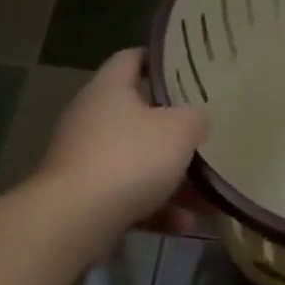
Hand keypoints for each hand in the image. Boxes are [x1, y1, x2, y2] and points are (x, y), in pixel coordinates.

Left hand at [37, 50, 207, 232]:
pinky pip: (128, 196)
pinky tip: (185, 224)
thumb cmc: (131, 158)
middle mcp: (91, 118)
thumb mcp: (180, 130)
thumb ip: (195, 118)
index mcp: (109, 89)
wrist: (76, 218)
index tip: (188, 70)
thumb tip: (196, 118)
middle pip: (138, 116)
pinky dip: (156, 208)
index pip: (132, 59)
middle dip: (175, 132)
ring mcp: (85, 159)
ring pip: (138, 162)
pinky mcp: (84, 196)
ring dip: (173, 179)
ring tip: (208, 197)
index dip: (159, 61)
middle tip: (206, 136)